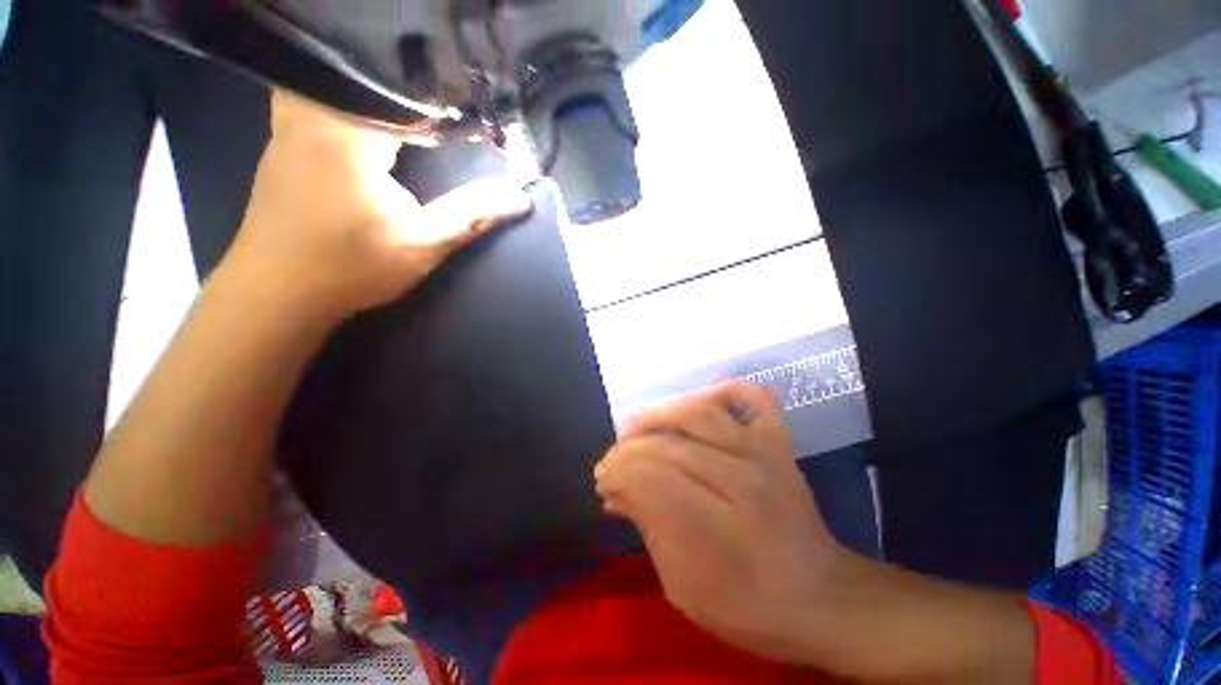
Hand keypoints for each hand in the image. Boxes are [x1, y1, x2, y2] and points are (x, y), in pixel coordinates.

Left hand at [224, 91, 530, 319]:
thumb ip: (471, 215)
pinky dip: (346, 100)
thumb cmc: (351, 267)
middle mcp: (310, 116)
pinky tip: (368, 123)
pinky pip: (314, 99)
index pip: (401, 90)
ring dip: (370, 89)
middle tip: (438, 99)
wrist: (278, 293)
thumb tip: (520, 198)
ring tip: (407, 107)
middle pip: (360, 72)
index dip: (440, 95)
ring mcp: (287, 127)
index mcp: (346, 133)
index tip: (468, 107)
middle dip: (402, 83)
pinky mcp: (281, 143)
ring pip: (331, 80)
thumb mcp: (422, 243)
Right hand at [594, 384, 847, 662]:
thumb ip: (650, 529)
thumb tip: (615, 492)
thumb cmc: (750, 607)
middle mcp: (743, 477)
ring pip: (698, 412)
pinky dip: (720, 392)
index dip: (619, 473)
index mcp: (721, 527)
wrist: (823, 598)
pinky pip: (749, 399)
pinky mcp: (776, 442)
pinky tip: (695, 404)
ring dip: (657, 416)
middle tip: (611, 462)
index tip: (603, 482)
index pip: (652, 478)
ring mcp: (763, 452)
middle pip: (669, 444)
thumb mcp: (685, 587)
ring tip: (635, 430)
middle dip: (628, 449)